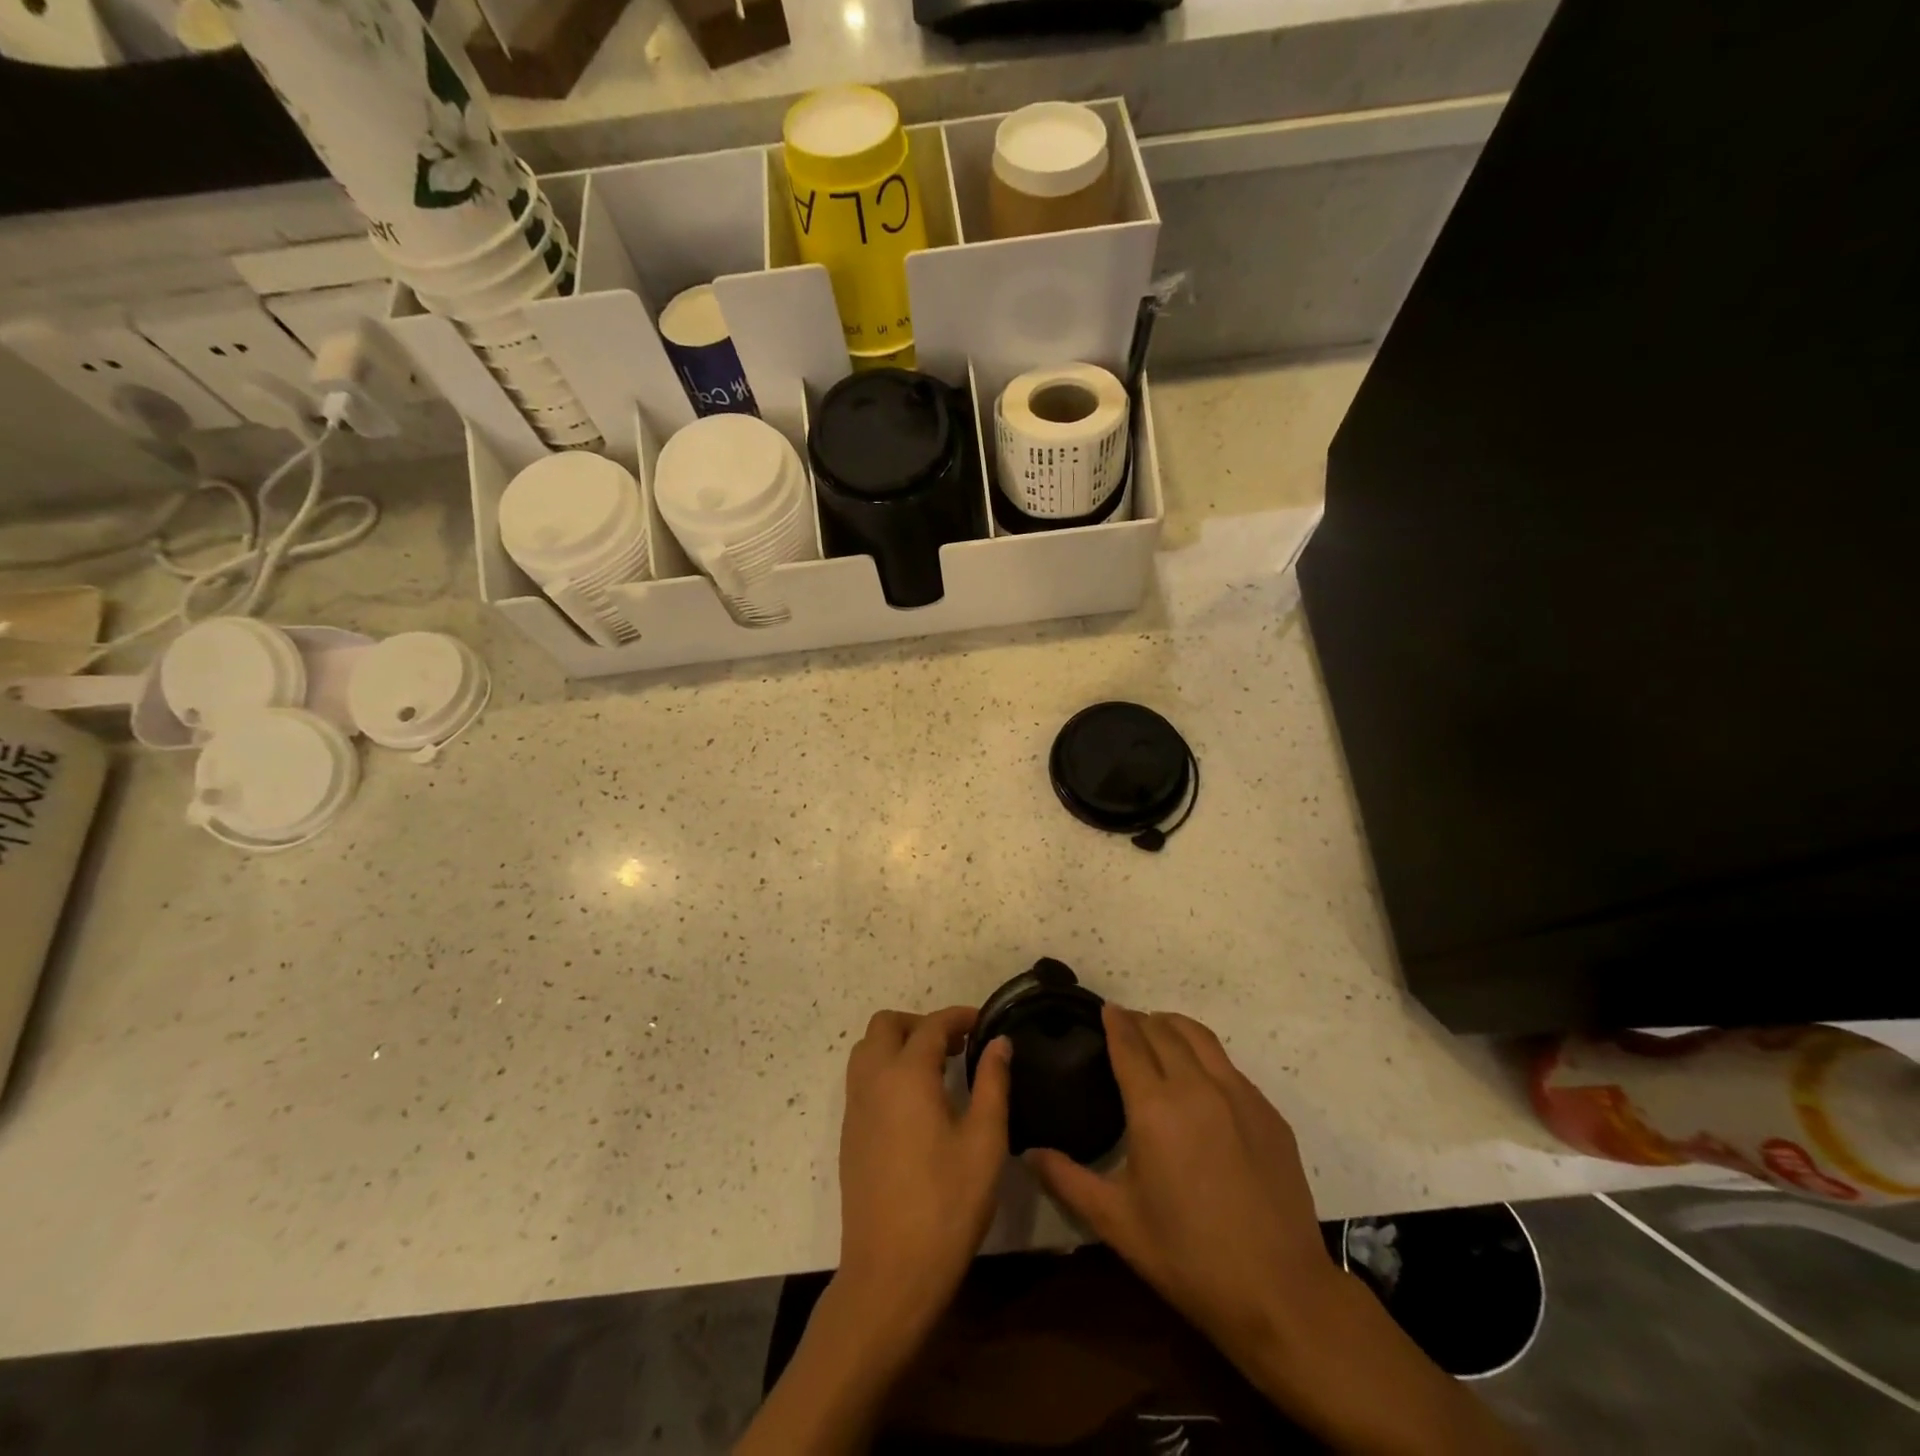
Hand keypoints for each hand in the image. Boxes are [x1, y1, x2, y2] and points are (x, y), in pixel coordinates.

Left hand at [836, 1006, 1011, 1342]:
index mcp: (906, 1075)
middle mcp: (873, 1081)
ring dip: (899, 1044)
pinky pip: (862, 1079)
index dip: (959, 1017)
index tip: (984, 1023)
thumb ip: (992, 1083)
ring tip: (937, 1069)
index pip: (931, 1025)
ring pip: (867, 1050)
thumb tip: (998, 1042)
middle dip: (921, 1023)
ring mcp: (855, 1108)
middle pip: (886, 1025)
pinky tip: (916, 1102)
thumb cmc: (946, 1205)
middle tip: (956, 1045)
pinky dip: (886, 1069)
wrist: (889, 1274)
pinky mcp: (849, 1134)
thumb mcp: (984, 1143)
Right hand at [1025, 1006, 1337, 1373]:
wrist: (1280, 1294)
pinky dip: (1206, 1056)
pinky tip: (1201, 1078)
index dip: (1114, 1021)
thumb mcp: (1117, 1223)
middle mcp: (1197, 1087)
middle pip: (1164, 1030)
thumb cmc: (1188, 1257)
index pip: (1129, 1043)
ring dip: (1174, 1026)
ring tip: (1160, 1031)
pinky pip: (1230, 1066)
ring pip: (1201, 1037)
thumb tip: (1028, 1153)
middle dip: (1140, 1020)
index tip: (1104, 1008)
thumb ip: (1067, 1180)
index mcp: (1155, 1108)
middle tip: (1124, 1024)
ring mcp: (1239, 1096)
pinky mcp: (1269, 1113)